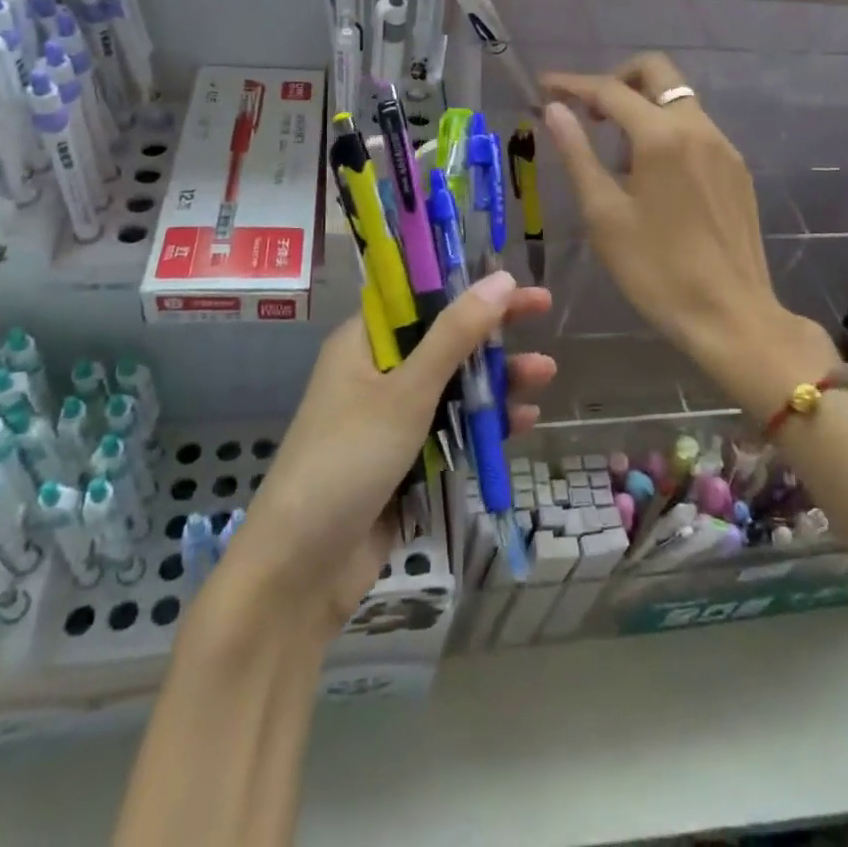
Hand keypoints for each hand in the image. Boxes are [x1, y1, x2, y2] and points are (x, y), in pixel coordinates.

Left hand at [225, 272, 554, 630]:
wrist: (301, 569)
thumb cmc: (349, 459)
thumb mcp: (408, 390)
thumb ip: (456, 334)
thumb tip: (500, 278)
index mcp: (363, 343)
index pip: (420, 298)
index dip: (465, 285)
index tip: (511, 279)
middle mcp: (375, 374)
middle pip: (442, 339)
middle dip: (492, 330)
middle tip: (543, 309)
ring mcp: (390, 420)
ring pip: (452, 386)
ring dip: (496, 379)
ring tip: (546, 373)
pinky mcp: (403, 462)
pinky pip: (451, 430)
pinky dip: (483, 423)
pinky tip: (523, 420)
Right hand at [541, 53, 828, 420]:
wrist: (731, 315)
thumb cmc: (655, 270)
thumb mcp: (604, 214)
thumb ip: (578, 153)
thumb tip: (555, 110)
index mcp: (661, 137)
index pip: (609, 90)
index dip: (572, 84)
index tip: (544, 86)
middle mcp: (698, 128)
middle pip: (656, 72)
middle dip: (616, 79)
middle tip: (587, 112)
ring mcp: (724, 147)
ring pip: (678, 100)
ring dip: (642, 107)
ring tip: (615, 154)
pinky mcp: (736, 170)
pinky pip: (696, 129)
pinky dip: (666, 131)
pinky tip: (651, 175)